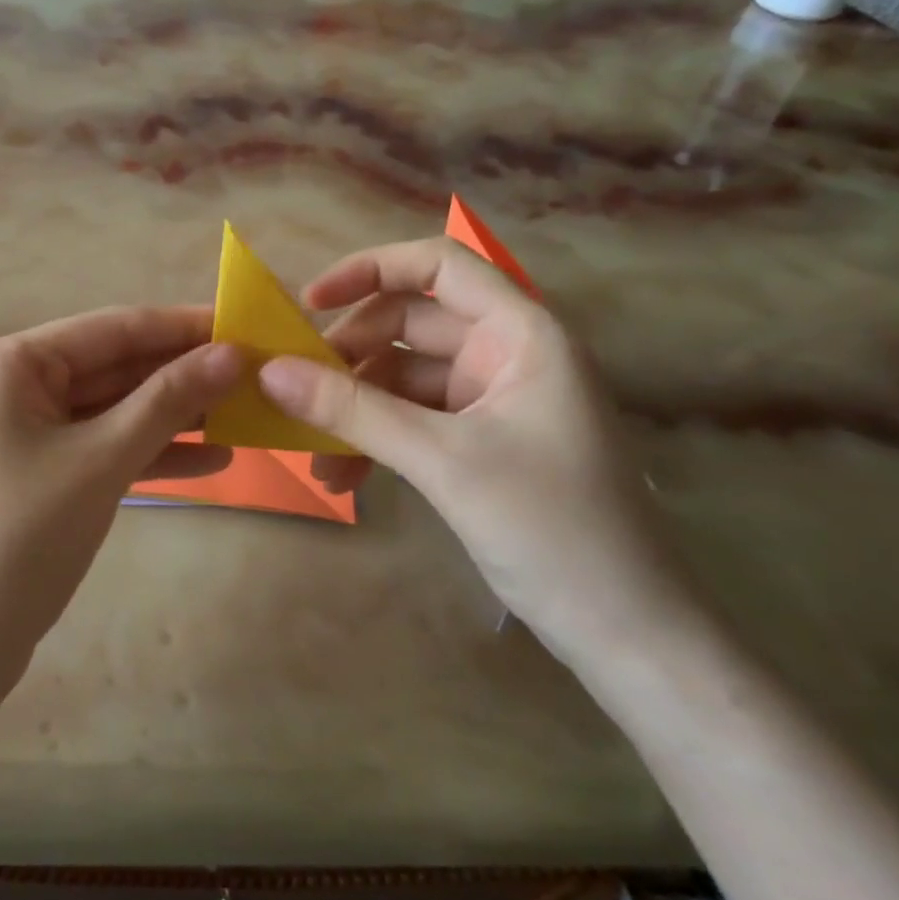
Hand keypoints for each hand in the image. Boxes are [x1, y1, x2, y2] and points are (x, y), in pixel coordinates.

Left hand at [0, 307, 241, 677]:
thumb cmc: (20, 537)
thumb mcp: (101, 460)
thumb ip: (167, 401)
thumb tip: (232, 354)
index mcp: (13, 362)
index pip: (113, 327)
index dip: (182, 326)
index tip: (246, 325)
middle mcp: (15, 385)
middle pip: (114, 366)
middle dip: (182, 373)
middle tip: (256, 375)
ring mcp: (25, 432)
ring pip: (112, 410)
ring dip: (173, 415)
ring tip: (245, 415)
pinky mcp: (39, 474)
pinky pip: (101, 448)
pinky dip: (149, 453)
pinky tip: (211, 460)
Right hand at [257, 239, 703, 666]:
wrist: (628, 634)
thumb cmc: (553, 529)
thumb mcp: (442, 461)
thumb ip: (353, 410)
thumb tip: (269, 371)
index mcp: (521, 334)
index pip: (439, 265)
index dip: (369, 270)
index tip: (306, 304)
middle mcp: (507, 354)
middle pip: (409, 325)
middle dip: (348, 357)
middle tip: (295, 391)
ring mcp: (494, 400)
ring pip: (403, 379)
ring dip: (354, 410)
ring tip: (313, 454)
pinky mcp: (481, 441)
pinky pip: (412, 420)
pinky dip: (375, 439)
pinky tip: (342, 476)